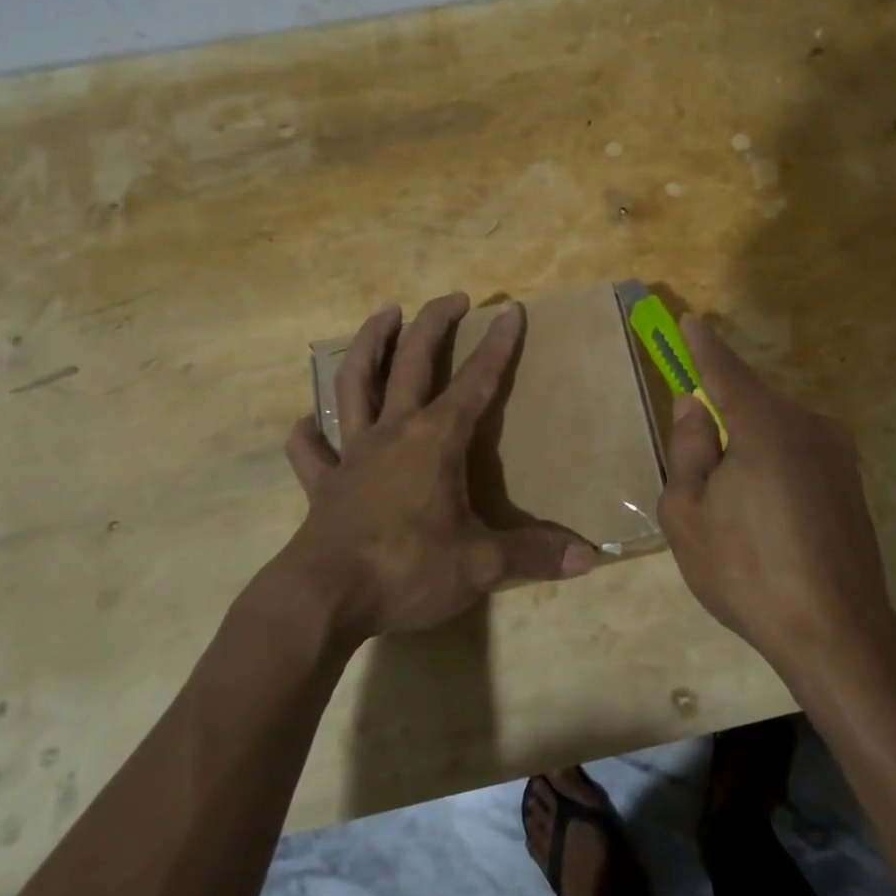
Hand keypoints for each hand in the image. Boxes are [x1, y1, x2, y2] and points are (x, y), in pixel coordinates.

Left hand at [273, 293, 594, 646]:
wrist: (323, 599)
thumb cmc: (407, 569)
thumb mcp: (480, 565)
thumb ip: (533, 554)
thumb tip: (589, 559)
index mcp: (435, 440)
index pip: (476, 381)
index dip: (497, 345)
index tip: (510, 311)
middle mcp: (393, 433)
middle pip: (412, 363)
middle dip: (434, 324)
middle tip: (452, 297)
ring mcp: (352, 454)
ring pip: (355, 385)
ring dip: (368, 345)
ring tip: (383, 315)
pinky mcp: (323, 484)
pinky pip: (311, 452)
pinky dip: (308, 435)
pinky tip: (306, 424)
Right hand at [657, 317, 895, 681]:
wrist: (837, 633)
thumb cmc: (747, 571)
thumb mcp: (687, 514)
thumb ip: (688, 449)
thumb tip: (694, 406)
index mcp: (766, 426)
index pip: (725, 370)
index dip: (703, 347)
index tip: (689, 322)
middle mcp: (809, 425)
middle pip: (750, 404)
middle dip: (721, 421)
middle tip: (699, 474)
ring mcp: (838, 453)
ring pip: (775, 431)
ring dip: (748, 450)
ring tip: (734, 513)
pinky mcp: (852, 481)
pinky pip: (798, 455)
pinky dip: (773, 468)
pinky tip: (767, 522)